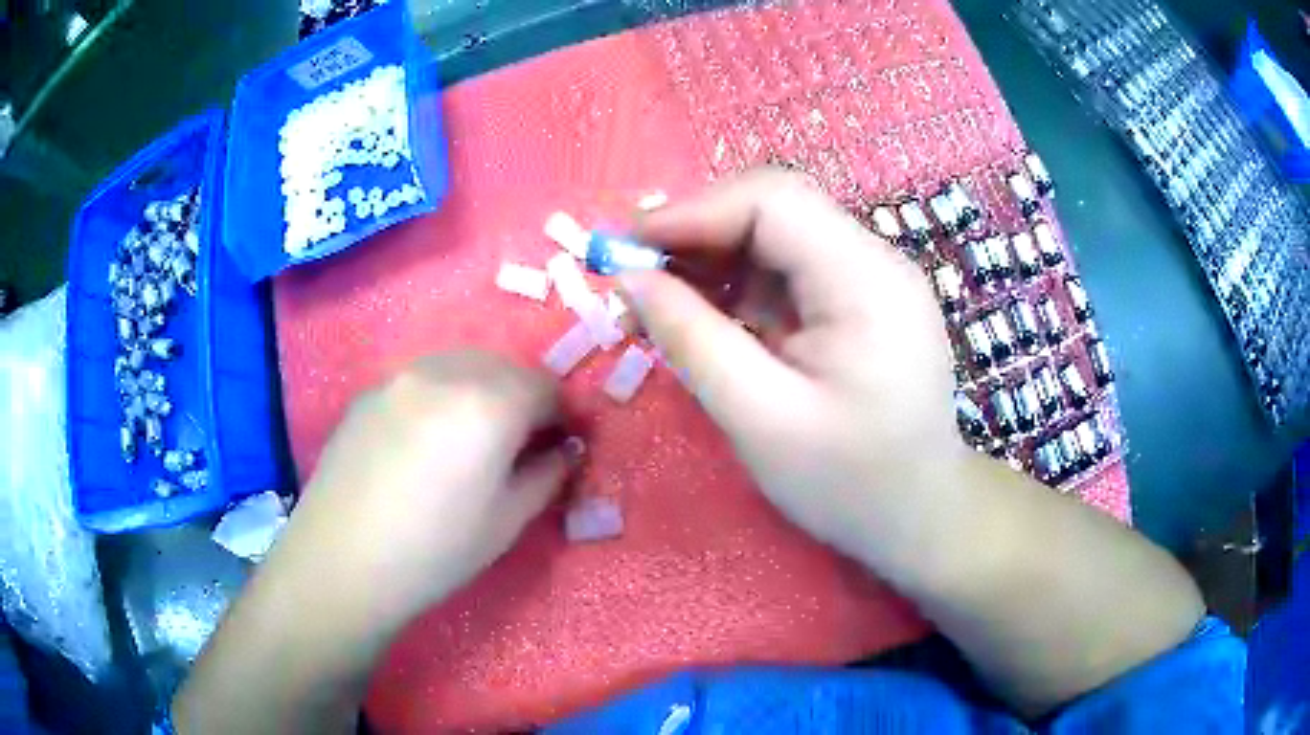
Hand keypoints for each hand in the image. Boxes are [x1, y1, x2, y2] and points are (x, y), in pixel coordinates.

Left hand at [274, 351, 568, 628]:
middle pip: (505, 367)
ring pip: (462, 365)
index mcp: (490, 403)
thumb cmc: (436, 550)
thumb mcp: (508, 520)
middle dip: (526, 398)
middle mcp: (446, 372)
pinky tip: (431, 439)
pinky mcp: (370, 391)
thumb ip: (547, 473)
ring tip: (478, 436)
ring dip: (485, 390)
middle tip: (526, 441)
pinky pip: (423, 379)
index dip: (566, 413)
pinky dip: (444, 395)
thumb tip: (566, 449)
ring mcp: (401, 376)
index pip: (546, 387)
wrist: (343, 560)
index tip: (569, 441)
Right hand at [622, 168, 966, 559]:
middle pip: (775, 209)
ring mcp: (872, 278)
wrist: (918, 514)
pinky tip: (706, 317)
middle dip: (697, 233)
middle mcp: (876, 261)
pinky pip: (789, 269)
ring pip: (777, 235)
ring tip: (660, 302)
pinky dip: (738, 284)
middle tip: (636, 278)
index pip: (773, 201)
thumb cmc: (849, 484)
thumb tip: (630, 277)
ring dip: (712, 259)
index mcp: (867, 281)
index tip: (626, 250)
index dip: (692, 212)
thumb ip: (692, 340)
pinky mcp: (861, 300)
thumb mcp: (761, 420)